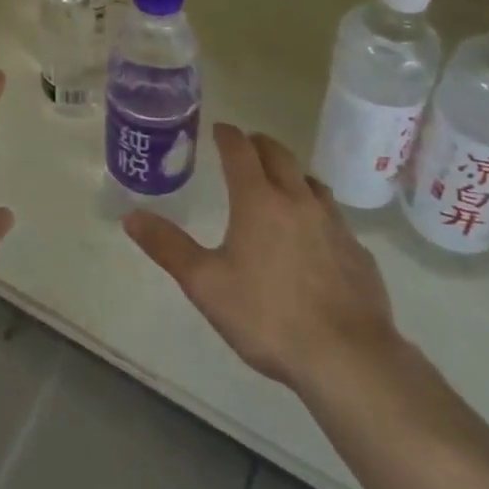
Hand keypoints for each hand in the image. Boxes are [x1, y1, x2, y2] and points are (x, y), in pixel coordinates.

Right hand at [124, 123, 400, 391]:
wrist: (348, 358)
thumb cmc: (268, 316)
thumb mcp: (206, 284)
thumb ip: (168, 247)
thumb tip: (131, 217)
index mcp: (258, 199)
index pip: (240, 150)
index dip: (227, 135)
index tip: (219, 129)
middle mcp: (297, 199)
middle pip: (279, 154)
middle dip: (260, 144)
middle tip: (247, 146)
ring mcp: (333, 223)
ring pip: (310, 181)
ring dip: (292, 173)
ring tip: (281, 184)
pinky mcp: (357, 251)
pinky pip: (334, 217)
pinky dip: (317, 212)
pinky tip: (315, 236)